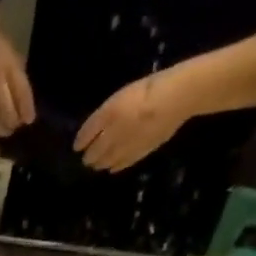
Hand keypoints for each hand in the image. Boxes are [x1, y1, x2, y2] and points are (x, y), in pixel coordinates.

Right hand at [0, 20, 35, 143]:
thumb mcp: (13, 60)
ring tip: (3, 132)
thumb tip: (25, 109)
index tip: (30, 120)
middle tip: (15, 128)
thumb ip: (19, 83)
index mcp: (9, 68)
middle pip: (5, 109)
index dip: (26, 108)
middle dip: (12, 122)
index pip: (21, 92)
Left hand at [74, 74, 193, 172]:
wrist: (178, 96)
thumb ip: (108, 114)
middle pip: (93, 153)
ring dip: (99, 164)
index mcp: (108, 113)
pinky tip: (112, 167)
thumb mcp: (124, 95)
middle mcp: (112, 132)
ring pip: (104, 162)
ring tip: (98, 164)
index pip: (86, 133)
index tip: (77, 147)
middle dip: (88, 157)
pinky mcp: (137, 154)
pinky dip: (114, 167)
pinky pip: (120, 165)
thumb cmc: (152, 88)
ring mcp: (124, 146)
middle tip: (87, 159)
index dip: (80, 142)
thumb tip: (94, 132)